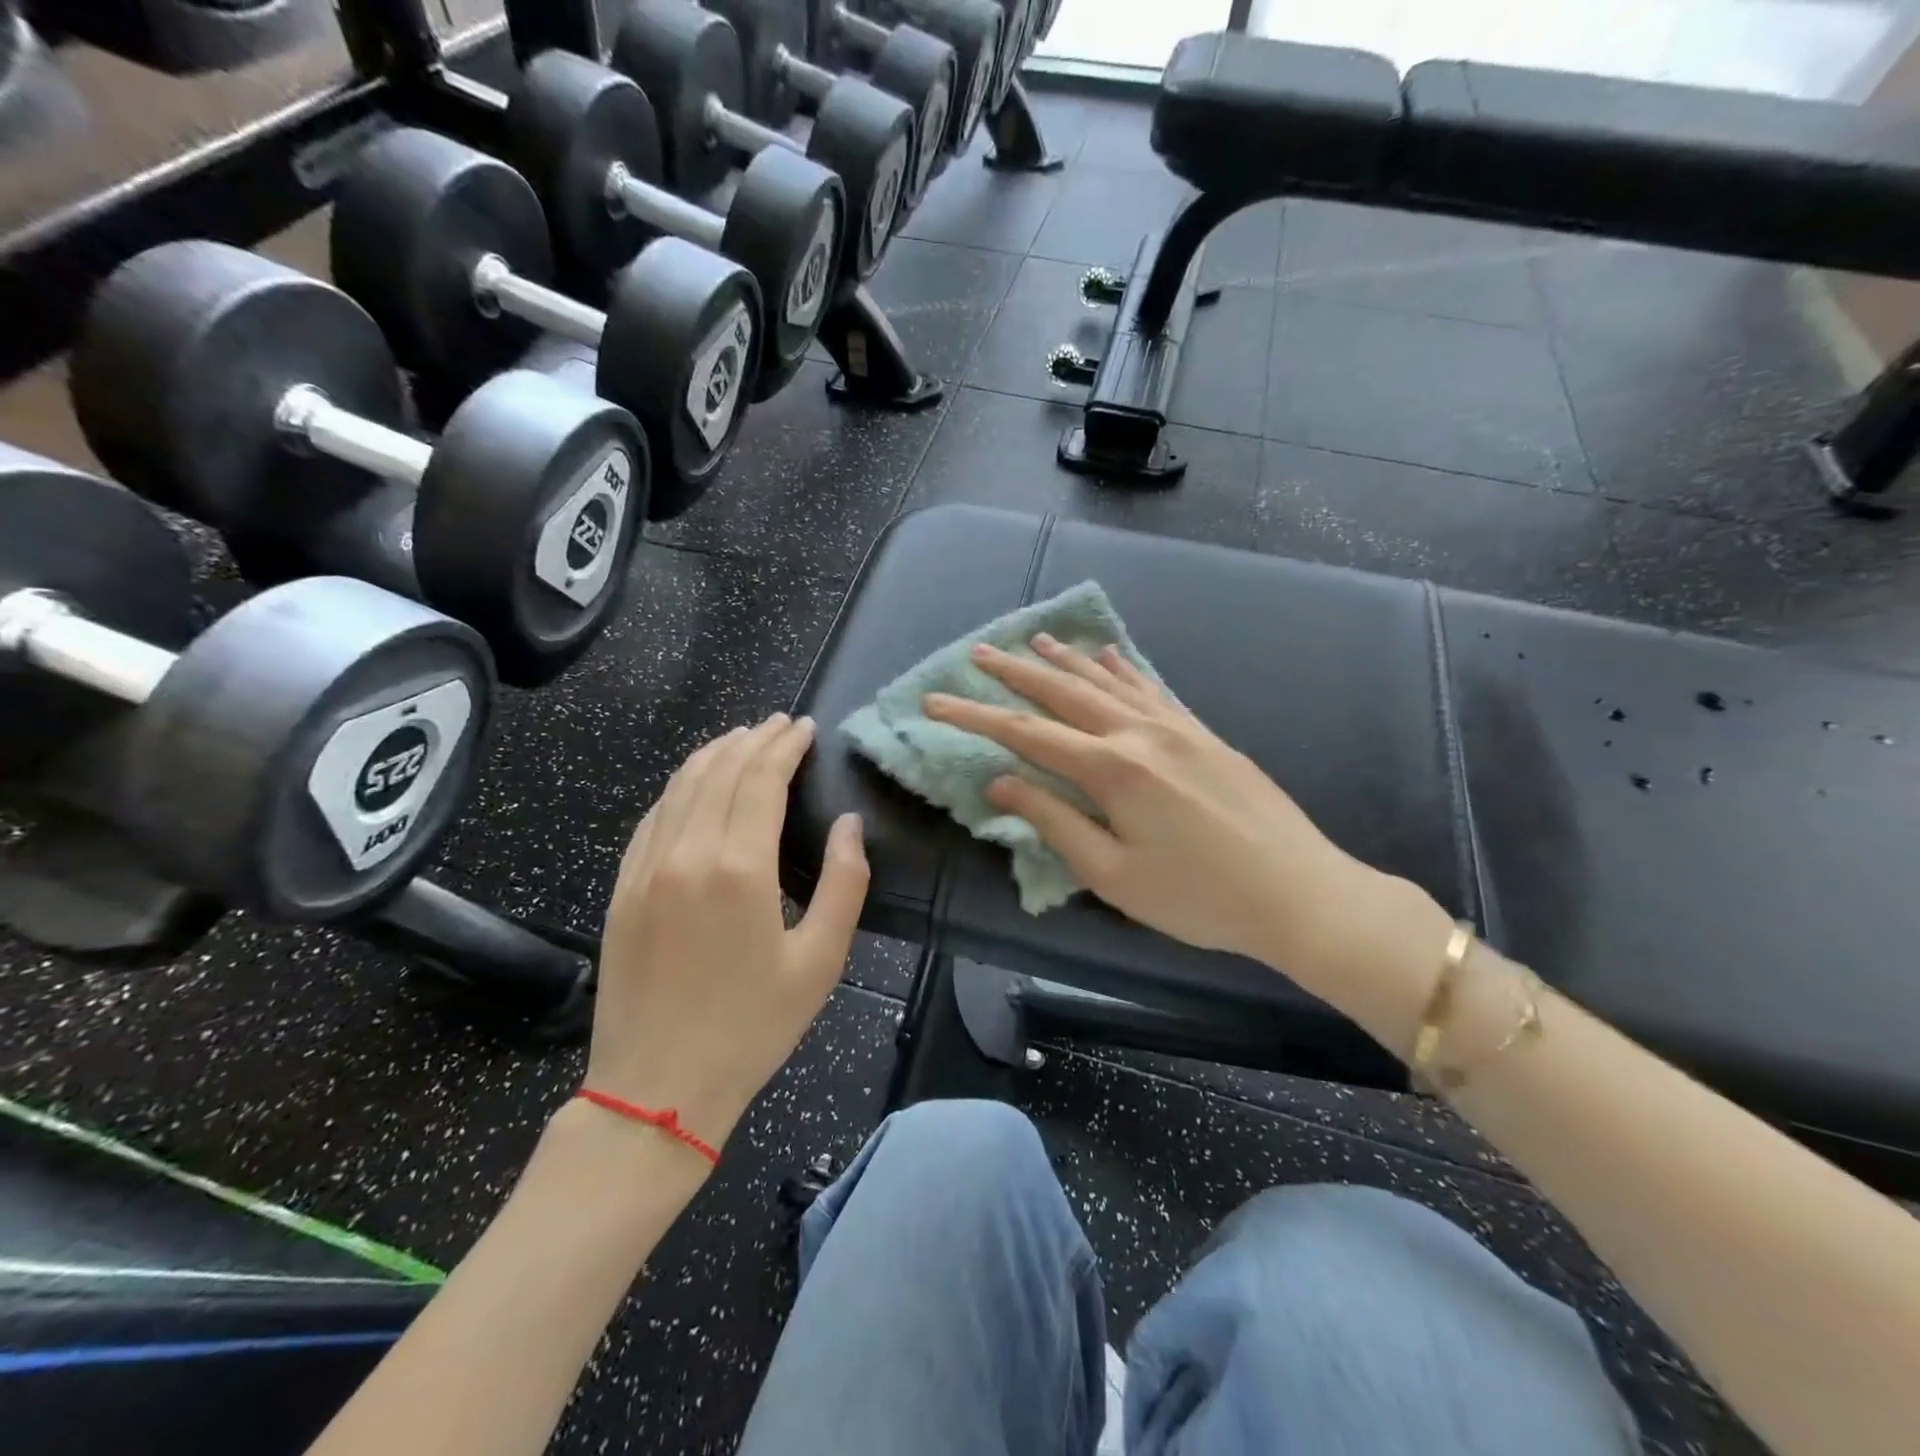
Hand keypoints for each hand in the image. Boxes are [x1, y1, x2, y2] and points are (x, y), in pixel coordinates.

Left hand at [587, 714, 867, 1155]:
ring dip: (714, 754)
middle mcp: (687, 853)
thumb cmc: (751, 1027)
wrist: (656, 1089)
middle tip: (779, 725)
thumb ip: (843, 883)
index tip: (804, 727)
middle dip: (753, 740)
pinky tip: (694, 783)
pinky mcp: (623, 888)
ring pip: (680, 786)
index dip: (784, 746)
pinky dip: (679, 786)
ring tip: (741, 738)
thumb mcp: (820, 961)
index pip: (761, 779)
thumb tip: (848, 824)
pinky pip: (653, 817)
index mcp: (740, 868)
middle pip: (721, 771)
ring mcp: (646, 868)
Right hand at [923, 637, 1439, 1008]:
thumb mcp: (1114, 875)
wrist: (1300, 892)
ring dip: (1065, 660)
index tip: (935, 702)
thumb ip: (1055, 821)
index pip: (1026, 733)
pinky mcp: (1204, 733)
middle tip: (977, 652)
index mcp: (1113, 768)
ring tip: (1032, 639)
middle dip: (1015, 672)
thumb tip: (1002, 781)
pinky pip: (1152, 688)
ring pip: (1108, 681)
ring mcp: (1177, 727)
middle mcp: (1140, 732)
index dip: (975, 717)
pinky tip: (1108, 653)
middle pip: (1064, 693)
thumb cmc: (1199, 898)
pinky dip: (1122, 668)